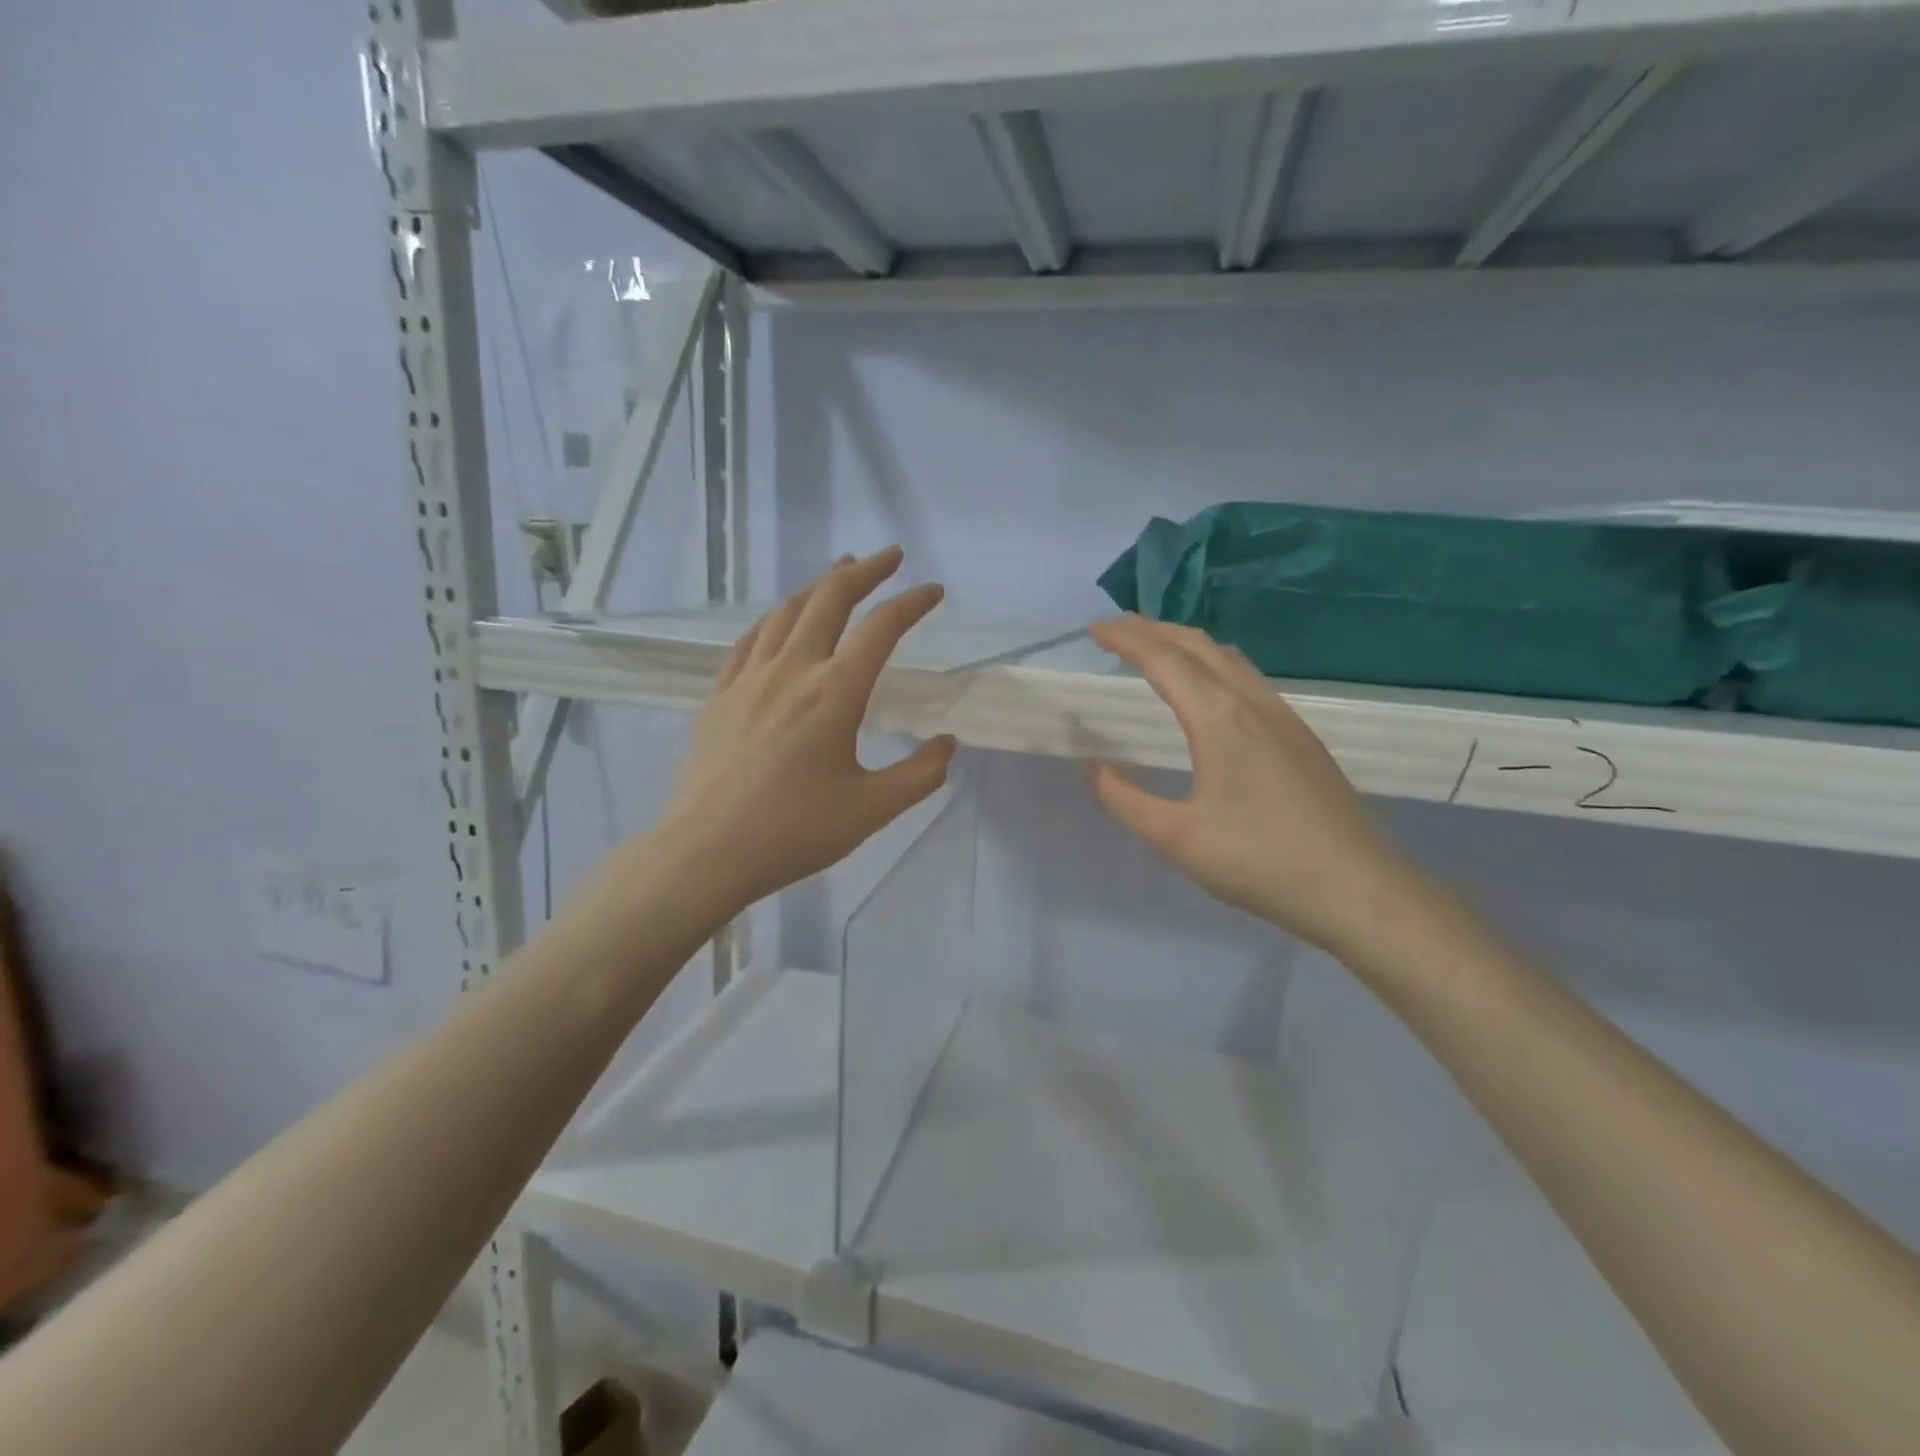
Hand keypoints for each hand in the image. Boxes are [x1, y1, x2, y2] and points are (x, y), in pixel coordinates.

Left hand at [654, 548, 958, 916]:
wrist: (708, 851)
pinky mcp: (721, 695)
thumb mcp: (872, 809)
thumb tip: (947, 744)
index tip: (933, 591)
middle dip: (864, 571)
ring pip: (787, 612)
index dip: (911, 603)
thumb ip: (920, 774)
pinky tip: (781, 619)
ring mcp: (749, 679)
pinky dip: (775, 618)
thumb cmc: (795, 831)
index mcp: (835, 693)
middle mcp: (792, 671)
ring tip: (839, 572)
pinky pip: (750, 639)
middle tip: (889, 556)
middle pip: (830, 599)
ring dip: (819, 585)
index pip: (881, 629)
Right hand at [1085, 615, 1412, 955]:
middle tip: (1116, 630)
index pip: (1163, 660)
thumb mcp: (1177, 837)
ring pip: (1228, 659)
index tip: (1094, 628)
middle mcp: (1252, 703)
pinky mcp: (1301, 737)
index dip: (1126, 639)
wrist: (1358, 888)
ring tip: (1156, 651)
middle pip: (1197, 646)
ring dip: (1185, 645)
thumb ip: (1125, 800)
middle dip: (1153, 629)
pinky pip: (1248, 679)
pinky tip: (1209, 692)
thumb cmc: (1261, 861)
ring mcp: (1283, 717)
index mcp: (1219, 719)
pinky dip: (1213, 665)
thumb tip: (1093, 769)